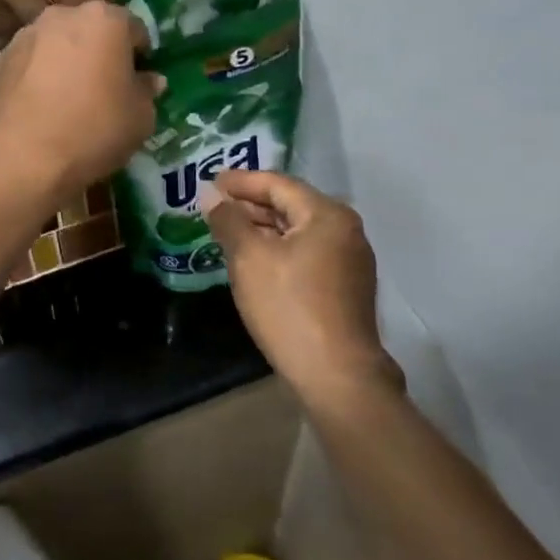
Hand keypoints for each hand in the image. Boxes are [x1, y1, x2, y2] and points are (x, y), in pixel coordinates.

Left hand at [0, 3, 159, 191]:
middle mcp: (63, 15)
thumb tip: (149, 80)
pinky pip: (31, 64)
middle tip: (105, 89)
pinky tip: (41, 109)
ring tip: (69, 101)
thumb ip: (147, 91)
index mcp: (105, 19)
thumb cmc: (93, 129)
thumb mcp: (140, 117)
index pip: (135, 28)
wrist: (21, 155)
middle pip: (92, 30)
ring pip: (58, 44)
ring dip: (67, 62)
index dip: (141, 55)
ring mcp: (26, 34)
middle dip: (101, 53)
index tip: (139, 81)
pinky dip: (38, 77)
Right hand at [202, 172, 401, 401]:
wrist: (337, 377)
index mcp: (327, 215)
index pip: (277, 184)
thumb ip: (228, 220)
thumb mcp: (248, 258)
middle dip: (250, 204)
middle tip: (215, 205)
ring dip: (262, 228)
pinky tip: (254, 259)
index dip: (241, 181)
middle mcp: (346, 230)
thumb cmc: (289, 307)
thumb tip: (212, 196)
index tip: (210, 181)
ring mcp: (350, 260)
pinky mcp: (346, 287)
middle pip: (290, 205)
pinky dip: (278, 248)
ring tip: (228, 230)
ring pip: (297, 231)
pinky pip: (306, 253)